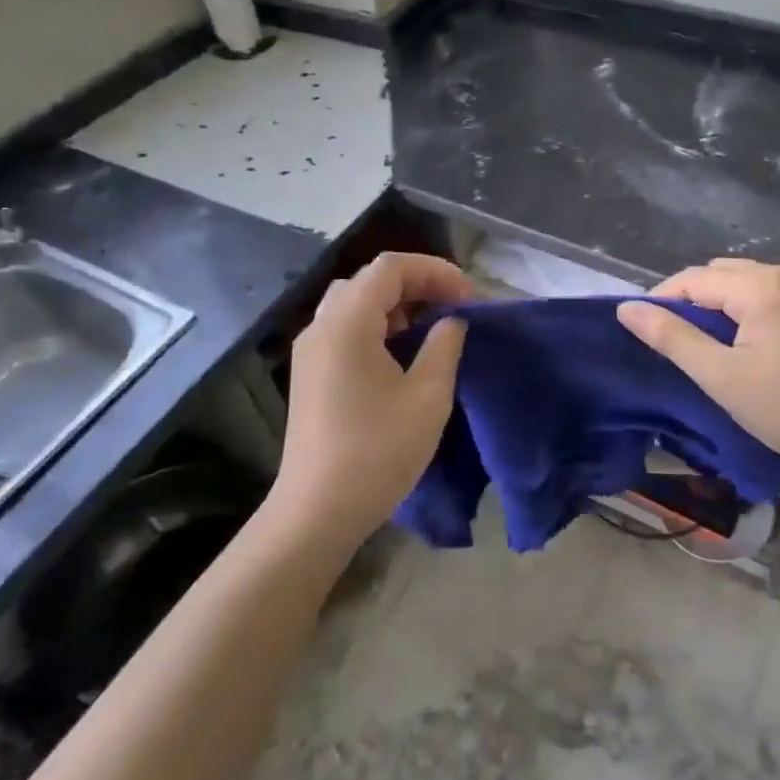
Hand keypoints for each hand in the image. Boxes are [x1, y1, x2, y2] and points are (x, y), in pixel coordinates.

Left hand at [273, 253, 472, 548]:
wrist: (316, 512)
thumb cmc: (377, 451)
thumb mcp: (428, 396)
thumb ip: (445, 345)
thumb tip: (452, 320)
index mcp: (348, 321)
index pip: (392, 267)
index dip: (436, 271)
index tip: (469, 299)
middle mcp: (322, 324)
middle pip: (371, 278)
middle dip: (418, 283)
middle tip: (454, 308)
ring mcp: (311, 348)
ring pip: (355, 301)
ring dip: (397, 303)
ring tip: (431, 327)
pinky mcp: (310, 372)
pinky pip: (345, 326)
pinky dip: (377, 323)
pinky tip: (401, 353)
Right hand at [618, 259, 779, 489]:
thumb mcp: (723, 378)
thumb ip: (672, 338)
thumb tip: (627, 309)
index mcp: (762, 287)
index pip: (693, 278)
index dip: (662, 300)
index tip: (645, 331)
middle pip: (720, 274)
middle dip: (692, 301)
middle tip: (679, 344)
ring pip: (746, 281)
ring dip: (721, 304)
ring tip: (710, 345)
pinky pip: (771, 291)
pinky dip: (749, 308)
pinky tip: (749, 342)